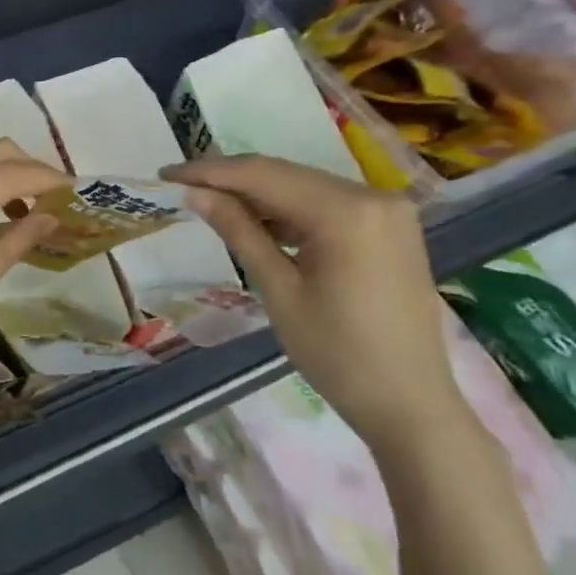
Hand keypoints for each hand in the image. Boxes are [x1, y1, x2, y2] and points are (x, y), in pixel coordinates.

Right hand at [162, 155, 469, 454]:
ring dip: (257, 193)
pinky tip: (256, 220)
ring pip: (304, 186)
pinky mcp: (389, 226)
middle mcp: (373, 196)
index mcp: (347, 212)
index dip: (210, 171)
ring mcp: (387, 209)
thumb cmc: (336, 354)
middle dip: (230, 178)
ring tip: (209, 202)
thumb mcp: (278, 290)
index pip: (263, 175)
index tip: (166, 173)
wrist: (409, 403)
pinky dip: (288, 209)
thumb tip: (195, 193)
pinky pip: (327, 204)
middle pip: (286, 174)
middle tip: (180, 185)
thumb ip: (238, 232)